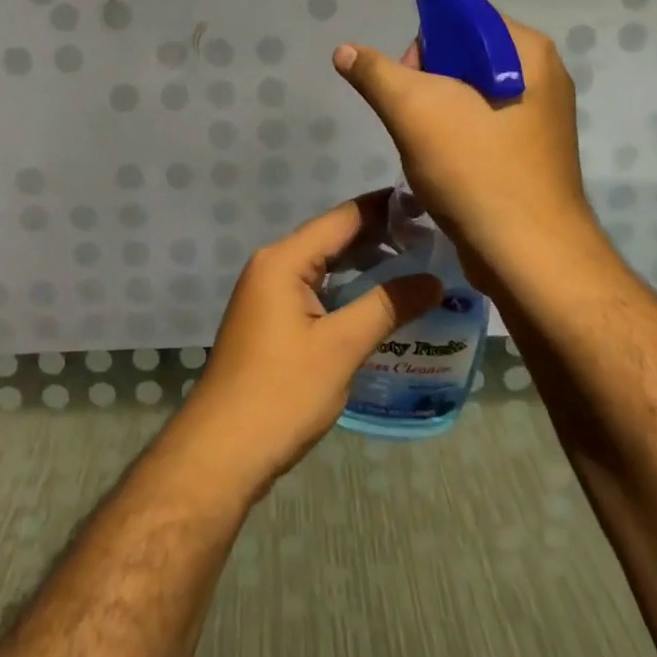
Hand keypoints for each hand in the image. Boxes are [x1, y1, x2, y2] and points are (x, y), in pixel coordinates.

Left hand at [173, 197, 439, 491]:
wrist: (222, 450)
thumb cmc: (282, 392)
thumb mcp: (341, 347)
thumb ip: (387, 306)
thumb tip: (434, 280)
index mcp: (283, 260)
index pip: (342, 218)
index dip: (385, 209)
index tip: (428, 205)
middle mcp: (272, 266)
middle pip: (332, 239)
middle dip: (380, 238)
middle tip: (433, 241)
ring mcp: (268, 295)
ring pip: (325, 267)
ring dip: (365, 266)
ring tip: (417, 267)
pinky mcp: (271, 321)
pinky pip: (316, 291)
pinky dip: (347, 291)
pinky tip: (379, 303)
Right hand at [331, 20, 593, 278]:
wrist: (528, 256)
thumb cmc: (475, 170)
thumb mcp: (414, 111)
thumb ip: (376, 73)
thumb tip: (345, 50)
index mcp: (527, 51)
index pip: (462, 16)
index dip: (423, 42)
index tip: (405, 82)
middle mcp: (543, 75)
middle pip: (463, 55)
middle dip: (426, 83)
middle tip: (413, 121)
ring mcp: (540, 116)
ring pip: (468, 93)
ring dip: (436, 114)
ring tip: (427, 147)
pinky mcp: (532, 152)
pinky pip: (482, 124)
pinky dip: (455, 137)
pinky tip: (443, 165)